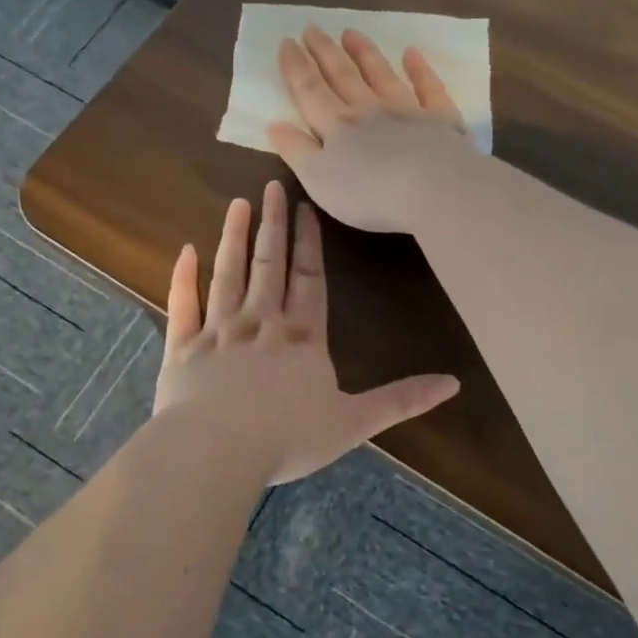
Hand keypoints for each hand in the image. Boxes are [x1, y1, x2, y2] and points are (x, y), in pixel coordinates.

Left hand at [153, 180, 458, 484]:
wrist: (215, 451)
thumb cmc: (287, 438)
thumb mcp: (354, 422)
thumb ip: (401, 400)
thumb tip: (454, 383)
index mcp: (302, 337)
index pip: (309, 279)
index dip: (309, 243)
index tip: (306, 208)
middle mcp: (261, 322)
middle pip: (269, 264)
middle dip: (273, 225)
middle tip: (272, 187)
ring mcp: (218, 331)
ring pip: (228, 274)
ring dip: (233, 238)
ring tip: (238, 205)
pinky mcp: (183, 347)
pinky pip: (183, 305)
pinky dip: (183, 277)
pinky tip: (185, 250)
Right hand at [267, 25, 478, 233]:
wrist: (433, 190)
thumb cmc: (368, 193)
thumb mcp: (317, 179)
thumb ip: (295, 151)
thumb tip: (274, 124)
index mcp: (336, 126)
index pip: (310, 91)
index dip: (296, 67)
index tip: (286, 42)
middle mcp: (369, 110)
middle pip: (343, 76)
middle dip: (325, 52)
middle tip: (312, 28)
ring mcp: (406, 111)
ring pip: (381, 75)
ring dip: (364, 53)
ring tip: (351, 32)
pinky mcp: (440, 120)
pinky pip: (428, 88)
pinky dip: (419, 70)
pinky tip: (412, 54)